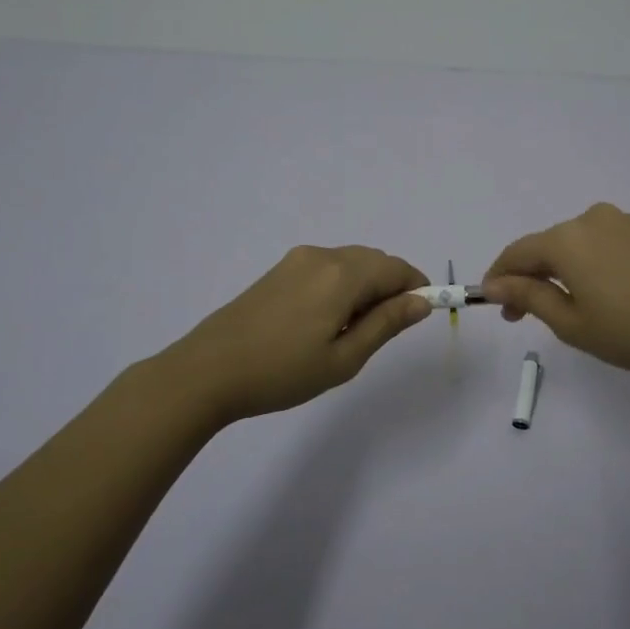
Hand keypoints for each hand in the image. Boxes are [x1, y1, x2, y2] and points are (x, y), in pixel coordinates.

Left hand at [164, 245, 432, 423]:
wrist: (207, 371)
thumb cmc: (282, 372)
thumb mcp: (344, 358)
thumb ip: (386, 324)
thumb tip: (421, 302)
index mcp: (342, 275)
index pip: (396, 268)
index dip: (417, 287)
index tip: (420, 316)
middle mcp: (322, 256)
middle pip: (374, 261)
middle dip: (391, 287)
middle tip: (382, 331)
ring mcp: (297, 260)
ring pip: (350, 263)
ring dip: (365, 286)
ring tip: (350, 331)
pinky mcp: (279, 270)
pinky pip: (326, 268)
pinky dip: (341, 285)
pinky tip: (324, 321)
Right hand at [482, 203, 629, 384]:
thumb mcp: (570, 322)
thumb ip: (528, 296)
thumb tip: (494, 283)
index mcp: (567, 239)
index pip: (517, 252)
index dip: (499, 277)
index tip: (492, 304)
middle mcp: (591, 219)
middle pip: (545, 246)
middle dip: (528, 277)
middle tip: (521, 315)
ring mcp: (622, 223)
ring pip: (573, 244)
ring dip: (557, 271)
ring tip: (559, 307)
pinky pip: (599, 244)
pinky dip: (585, 265)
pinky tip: (594, 293)